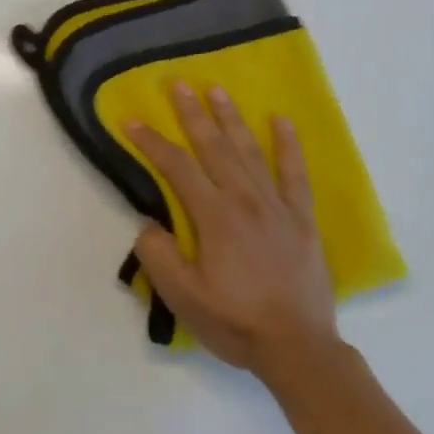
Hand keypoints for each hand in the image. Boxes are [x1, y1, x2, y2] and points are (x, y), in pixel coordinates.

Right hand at [128, 83, 341, 384]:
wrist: (299, 350)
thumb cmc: (237, 323)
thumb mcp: (184, 299)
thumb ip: (159, 256)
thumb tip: (148, 222)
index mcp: (214, 216)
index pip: (177, 167)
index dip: (152, 142)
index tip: (132, 120)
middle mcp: (244, 199)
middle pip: (214, 147)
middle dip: (192, 114)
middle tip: (179, 84)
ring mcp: (276, 206)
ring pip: (249, 151)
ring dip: (231, 118)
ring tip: (217, 90)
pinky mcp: (301, 218)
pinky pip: (295, 174)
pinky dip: (289, 146)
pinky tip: (282, 121)